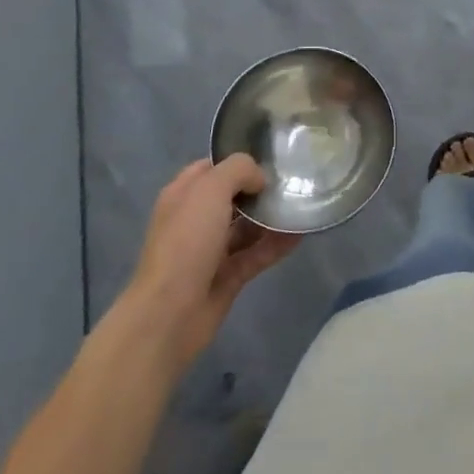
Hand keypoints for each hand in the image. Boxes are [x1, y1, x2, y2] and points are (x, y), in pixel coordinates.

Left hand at [115, 156, 298, 372]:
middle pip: (232, 198)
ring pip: (246, 227)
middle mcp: (195, 220)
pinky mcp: (228, 276)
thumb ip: (238, 171)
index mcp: (183, 195)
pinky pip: (256, 254)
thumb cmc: (186, 241)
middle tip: (293, 182)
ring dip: (271, 218)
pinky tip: (300, 234)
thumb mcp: (210, 190)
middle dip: (259, 190)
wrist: (170, 313)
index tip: (270, 161)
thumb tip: (259, 180)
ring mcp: (211, 250)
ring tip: (302, 205)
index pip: (211, 168)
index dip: (238, 163)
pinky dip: (276, 245)